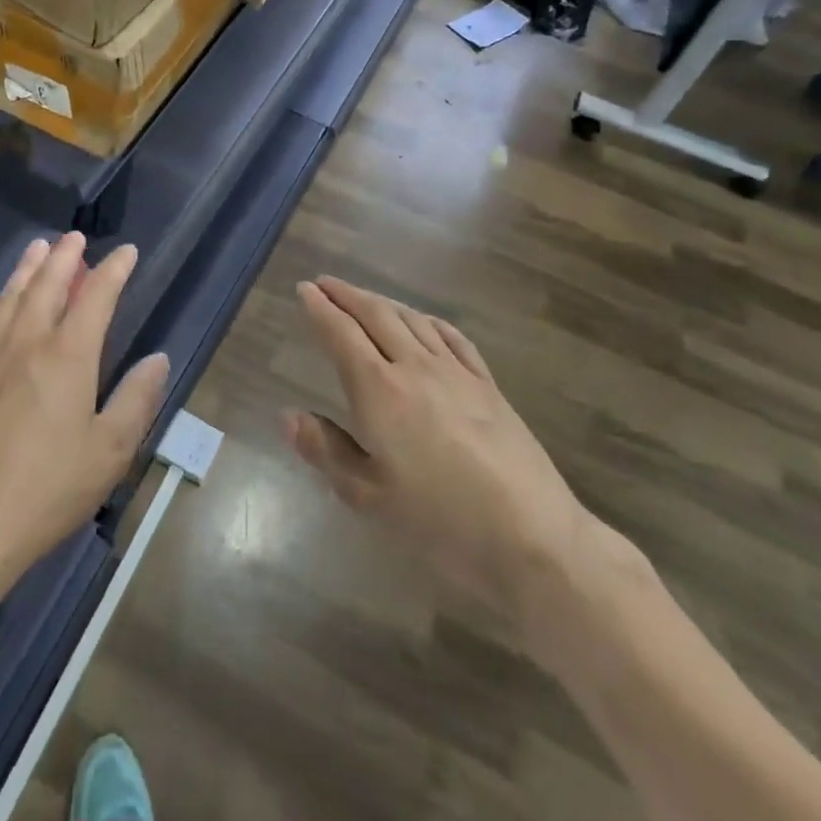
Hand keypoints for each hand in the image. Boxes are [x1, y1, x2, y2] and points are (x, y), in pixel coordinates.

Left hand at [0, 233, 170, 595]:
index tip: (127, 252)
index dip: (114, 270)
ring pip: (10, 299)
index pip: (96, 296)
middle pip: (47, 285)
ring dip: (26, 270)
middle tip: (75, 237)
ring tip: (37, 248)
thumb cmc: (47, 490)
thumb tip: (157, 358)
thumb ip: (136, 400)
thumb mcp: (109, 451)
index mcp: (67, 356)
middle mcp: (26, 344)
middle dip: (64, 257)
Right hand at [284, 277, 598, 644]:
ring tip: (365, 298)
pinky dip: (428, 320)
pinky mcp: (488, 385)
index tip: (304, 289)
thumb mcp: (369, 497)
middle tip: (325, 283)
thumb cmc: (441, 523)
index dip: (320, 308)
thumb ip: (327, 450)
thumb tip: (288, 415)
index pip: (341, 334)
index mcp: (379, 391)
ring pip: (413, 320)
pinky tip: (424, 322)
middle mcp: (414, 367)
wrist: (532, 537)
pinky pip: (452, 337)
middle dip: (347, 295)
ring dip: (383, 302)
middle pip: (376, 315)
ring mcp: (456, 372)